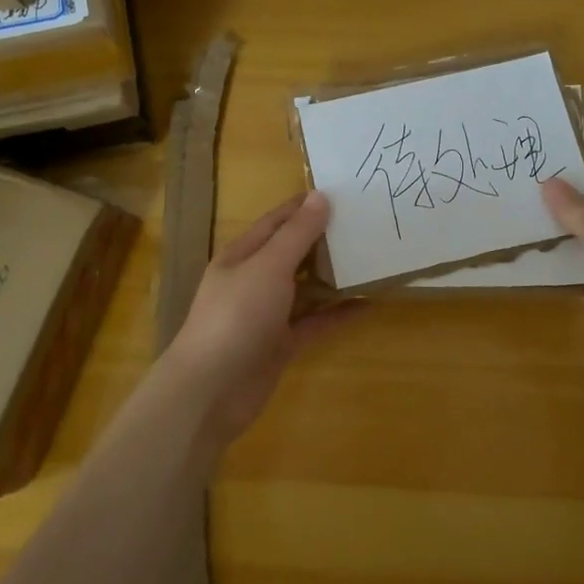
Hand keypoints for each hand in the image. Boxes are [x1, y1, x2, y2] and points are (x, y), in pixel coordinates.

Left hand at [167, 191, 352, 443]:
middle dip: (324, 239)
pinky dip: (337, 312)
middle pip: (293, 252)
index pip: (277, 221)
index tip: (342, 193)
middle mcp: (254, 279)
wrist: (211, 390)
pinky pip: (315, 321)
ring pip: (306, 287)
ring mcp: (267, 313)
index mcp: (242, 255)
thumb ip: (296, 234)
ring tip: (371, 258)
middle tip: (365, 224)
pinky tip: (367, 303)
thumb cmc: (236, 316)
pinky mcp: (281, 343)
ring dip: (334, 275)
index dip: (305, 206)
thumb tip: (320, 196)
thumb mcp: (268, 267)